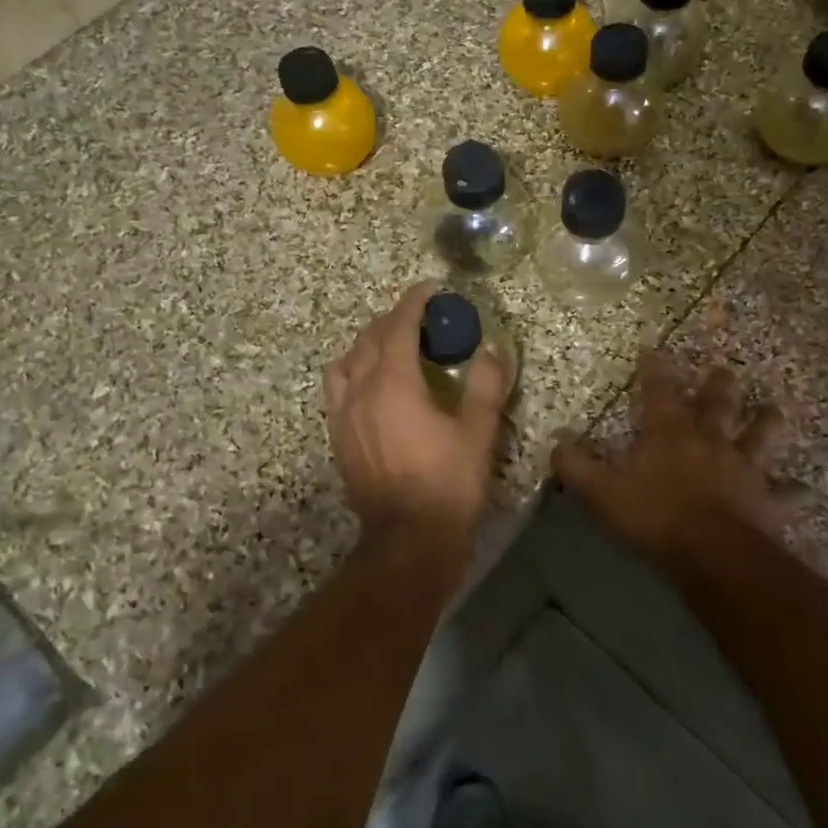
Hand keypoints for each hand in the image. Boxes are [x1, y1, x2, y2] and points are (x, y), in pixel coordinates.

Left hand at [326, 281, 508, 540]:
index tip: (429, 288)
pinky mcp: (337, 437)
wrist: (408, 539)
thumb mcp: (478, 432)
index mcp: (394, 383)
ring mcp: (342, 414)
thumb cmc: (448, 483)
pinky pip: (336, 388)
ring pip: (346, 361)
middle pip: (370, 339)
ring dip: (368, 344)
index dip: (413, 302)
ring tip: (389, 347)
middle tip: (419, 317)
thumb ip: (485, 385)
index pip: (399, 326)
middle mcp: (361, 390)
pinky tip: (369, 384)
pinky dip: (352, 371)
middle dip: (393, 319)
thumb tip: (490, 350)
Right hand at [551, 352, 784, 560]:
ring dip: (765, 422)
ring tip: (773, 409)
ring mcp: (742, 466)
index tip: (654, 348)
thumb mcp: (602, 491)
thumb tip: (555, 442)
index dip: (655, 368)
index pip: (659, 390)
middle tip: (724, 369)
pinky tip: (806, 488)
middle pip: (717, 403)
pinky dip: (794, 490)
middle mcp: (709, 439)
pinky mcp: (766, 497)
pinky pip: (785, 492)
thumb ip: (576, 466)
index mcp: (669, 432)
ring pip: (759, 435)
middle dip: (718, 384)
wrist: (713, 552)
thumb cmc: (654, 515)